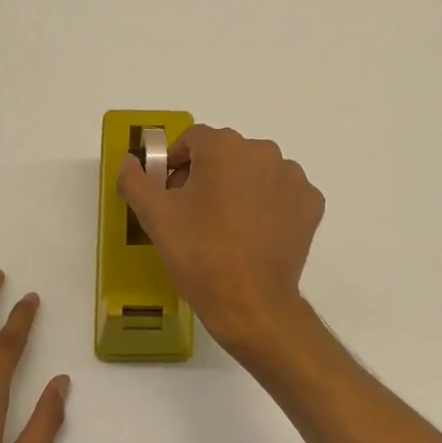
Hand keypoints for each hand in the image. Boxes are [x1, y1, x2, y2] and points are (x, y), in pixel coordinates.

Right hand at [116, 125, 324, 357]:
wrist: (250, 302)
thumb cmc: (199, 253)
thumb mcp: (155, 216)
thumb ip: (135, 180)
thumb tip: (130, 160)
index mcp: (225, 147)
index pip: (193, 140)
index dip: (176, 163)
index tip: (170, 193)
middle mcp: (264, 151)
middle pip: (227, 154)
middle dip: (208, 175)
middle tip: (194, 213)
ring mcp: (293, 177)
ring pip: (257, 172)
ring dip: (240, 187)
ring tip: (227, 226)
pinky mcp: (311, 203)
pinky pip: (282, 194)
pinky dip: (269, 205)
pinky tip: (255, 234)